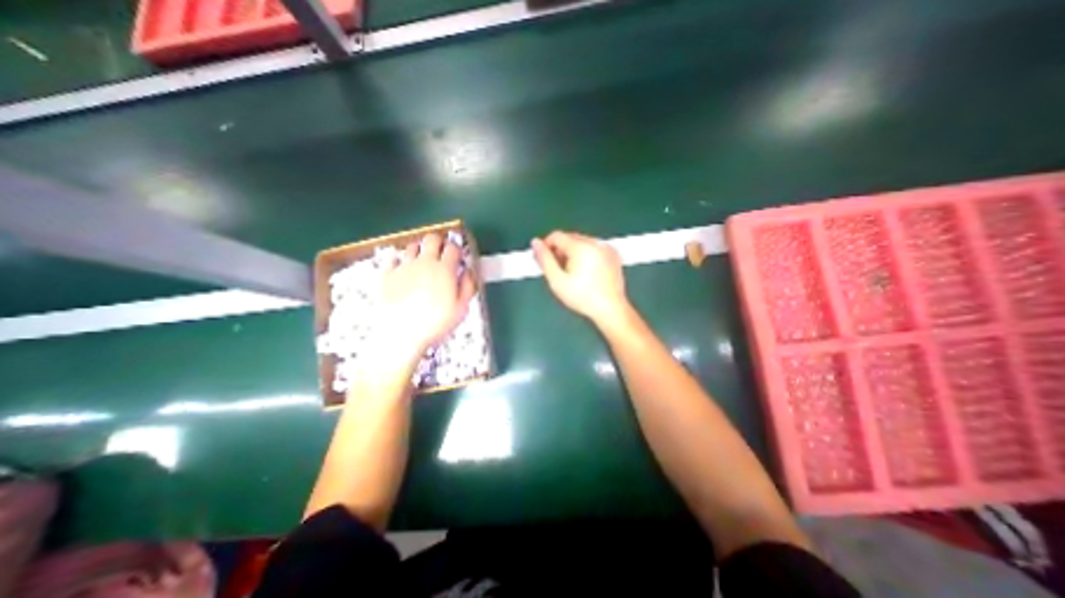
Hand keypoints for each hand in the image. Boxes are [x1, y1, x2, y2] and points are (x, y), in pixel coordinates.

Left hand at [377, 231, 471, 364]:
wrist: (401, 334)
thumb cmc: (435, 323)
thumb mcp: (461, 309)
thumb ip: (467, 286)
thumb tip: (468, 272)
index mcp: (444, 270)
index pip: (453, 248)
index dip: (457, 250)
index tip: (457, 258)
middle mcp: (424, 263)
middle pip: (432, 239)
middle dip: (439, 242)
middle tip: (441, 254)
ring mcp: (404, 267)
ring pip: (412, 245)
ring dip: (420, 250)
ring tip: (423, 262)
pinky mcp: (387, 274)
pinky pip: (393, 257)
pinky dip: (400, 259)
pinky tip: (403, 268)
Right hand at [532, 232, 630, 329]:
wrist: (610, 309)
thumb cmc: (584, 298)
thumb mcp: (557, 281)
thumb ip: (544, 259)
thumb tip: (536, 244)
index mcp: (581, 247)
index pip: (556, 236)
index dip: (546, 246)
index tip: (543, 258)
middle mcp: (595, 243)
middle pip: (569, 238)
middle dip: (559, 250)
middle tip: (556, 268)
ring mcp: (606, 248)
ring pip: (582, 242)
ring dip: (573, 252)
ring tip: (571, 273)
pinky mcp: (613, 255)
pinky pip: (594, 248)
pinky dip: (586, 255)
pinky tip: (585, 272)